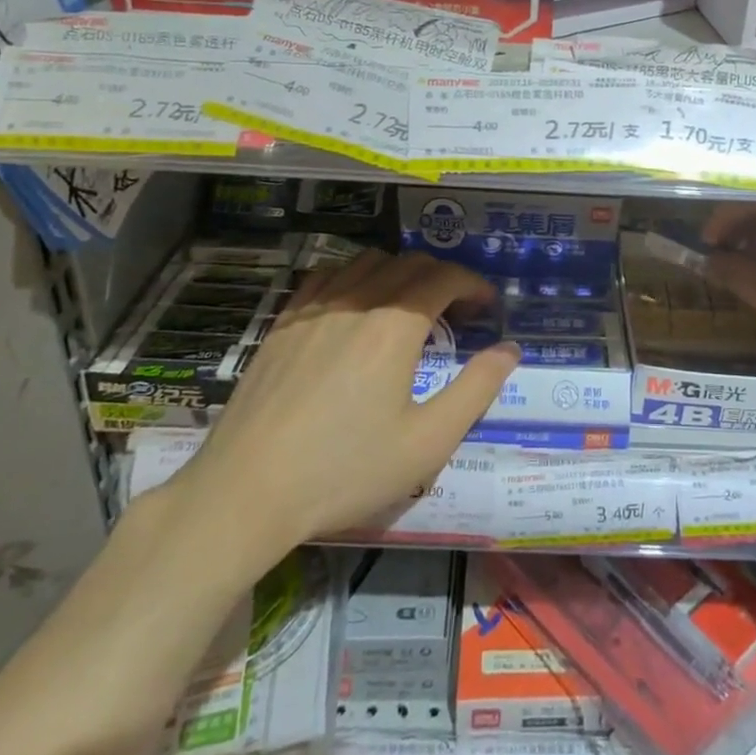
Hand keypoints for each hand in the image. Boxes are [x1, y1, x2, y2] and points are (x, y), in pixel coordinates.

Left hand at [166, 249, 518, 572]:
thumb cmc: (343, 471)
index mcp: (394, 326)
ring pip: (367, 261)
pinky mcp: (282, 322)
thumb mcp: (427, 443)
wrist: (245, 492)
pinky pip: (326, 275)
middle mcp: (356, 302)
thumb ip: (477, 389)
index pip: (445, 277)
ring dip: (400, 272)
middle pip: (409, 263)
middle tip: (457, 311)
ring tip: (409, 306)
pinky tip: (354, 306)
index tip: (487, 308)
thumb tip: (510, 349)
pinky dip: (354, 277)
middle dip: (443, 277)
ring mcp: (313, 308)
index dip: (474, 285)